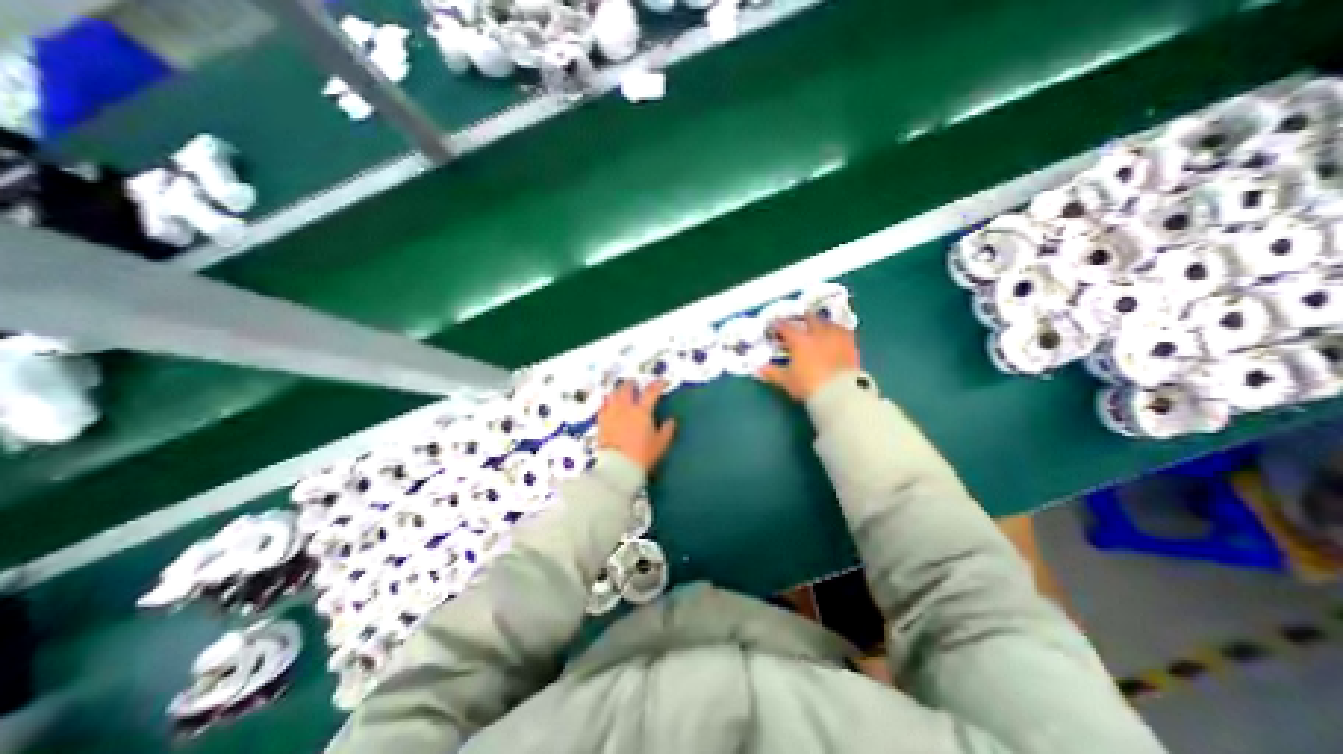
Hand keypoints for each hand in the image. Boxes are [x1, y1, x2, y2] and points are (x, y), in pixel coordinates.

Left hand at [602, 384, 683, 471]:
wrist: (617, 467)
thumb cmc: (641, 455)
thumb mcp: (660, 444)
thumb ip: (667, 430)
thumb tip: (671, 421)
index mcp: (642, 411)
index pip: (651, 391)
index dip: (658, 384)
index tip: (663, 382)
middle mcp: (625, 408)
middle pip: (627, 388)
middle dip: (633, 383)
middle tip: (637, 385)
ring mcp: (611, 414)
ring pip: (613, 394)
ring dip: (618, 390)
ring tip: (621, 392)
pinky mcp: (601, 422)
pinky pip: (602, 406)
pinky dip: (607, 402)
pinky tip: (608, 404)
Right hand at [755, 311, 859, 399]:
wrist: (839, 392)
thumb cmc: (809, 385)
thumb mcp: (787, 380)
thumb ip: (772, 372)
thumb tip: (758, 368)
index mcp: (799, 340)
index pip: (785, 327)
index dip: (777, 325)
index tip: (773, 325)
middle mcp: (817, 333)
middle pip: (809, 318)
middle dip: (801, 319)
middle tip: (797, 323)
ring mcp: (836, 336)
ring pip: (827, 322)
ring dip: (820, 323)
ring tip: (818, 327)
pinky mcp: (851, 343)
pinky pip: (843, 331)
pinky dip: (837, 330)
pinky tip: (835, 334)